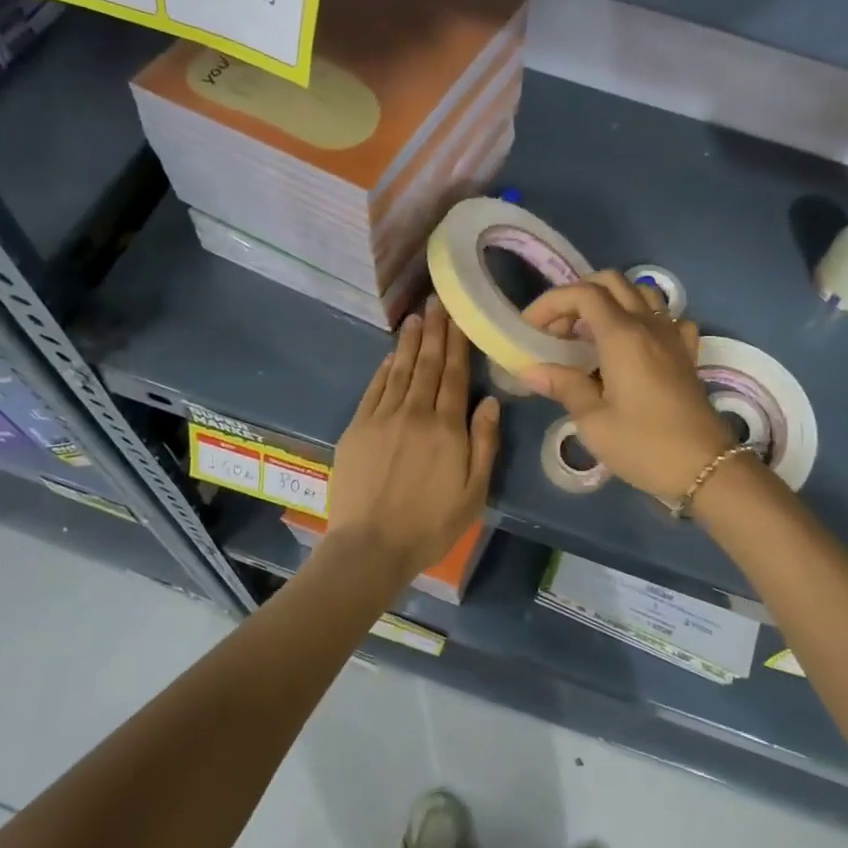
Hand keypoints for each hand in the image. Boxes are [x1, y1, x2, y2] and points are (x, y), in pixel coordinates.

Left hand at [328, 296, 499, 575]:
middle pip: (428, 365)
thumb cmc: (430, 525)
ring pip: (401, 371)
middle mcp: (415, 414)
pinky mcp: (358, 428)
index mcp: (448, 428)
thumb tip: (490, 401)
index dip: (458, 343)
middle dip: (435, 331)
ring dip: (410, 342)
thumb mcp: (474, 493)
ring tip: (416, 317)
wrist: (370, 547)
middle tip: (437, 301)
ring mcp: (383, 418)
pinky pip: (374, 389)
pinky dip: (385, 368)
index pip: (456, 375)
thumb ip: (484, 444)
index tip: (459, 315)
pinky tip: (392, 354)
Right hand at [519, 272, 731, 499]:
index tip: (530, 328)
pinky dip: (644, 320)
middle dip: (578, 297)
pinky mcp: (687, 354)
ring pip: (641, 294)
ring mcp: (673, 336)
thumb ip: (564, 386)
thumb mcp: (594, 421)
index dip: (551, 302)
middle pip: (612, 283)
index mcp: (623, 335)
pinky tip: (634, 345)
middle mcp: (649, 325)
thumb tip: (531, 371)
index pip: (583, 294)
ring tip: (590, 335)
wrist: (706, 468)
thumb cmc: (644, 445)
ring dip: (610, 303)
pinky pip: (667, 319)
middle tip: (557, 330)